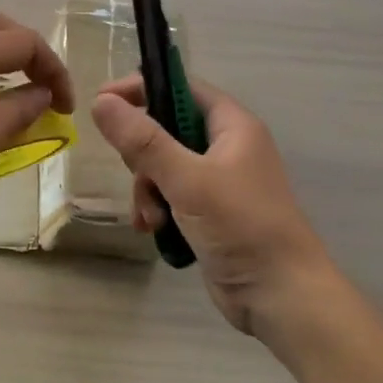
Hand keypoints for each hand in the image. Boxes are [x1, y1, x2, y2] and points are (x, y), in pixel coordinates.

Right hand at [91, 76, 339, 340]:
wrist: (281, 295)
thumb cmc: (241, 226)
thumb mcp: (187, 179)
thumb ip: (143, 140)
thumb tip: (102, 100)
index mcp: (232, 126)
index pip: (181, 87)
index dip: (142, 89)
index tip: (103, 102)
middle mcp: (226, 147)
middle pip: (166, 129)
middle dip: (143, 156)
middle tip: (137, 176)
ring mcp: (219, 181)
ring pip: (163, 167)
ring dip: (148, 190)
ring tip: (151, 218)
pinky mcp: (211, 212)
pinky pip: (171, 196)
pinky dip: (158, 209)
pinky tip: (153, 230)